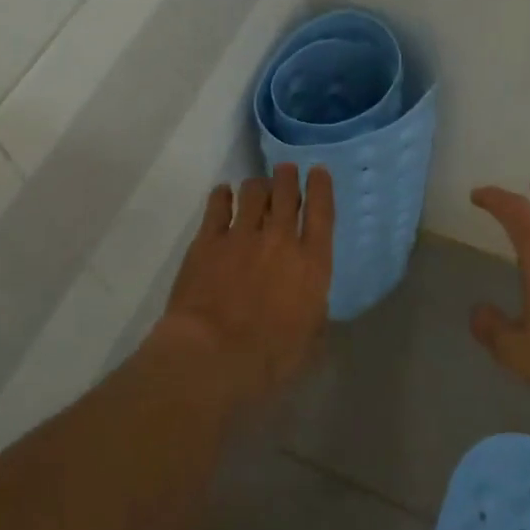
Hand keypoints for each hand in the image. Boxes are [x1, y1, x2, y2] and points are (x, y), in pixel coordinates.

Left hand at [158, 163, 333, 405]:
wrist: (212, 355)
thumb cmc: (269, 359)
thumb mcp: (310, 342)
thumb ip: (314, 314)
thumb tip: (311, 305)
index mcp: (312, 262)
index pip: (322, 212)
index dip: (321, 187)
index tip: (318, 171)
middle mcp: (280, 239)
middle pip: (287, 193)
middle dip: (288, 177)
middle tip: (286, 170)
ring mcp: (242, 235)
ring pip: (253, 192)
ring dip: (258, 185)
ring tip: (257, 185)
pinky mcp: (208, 241)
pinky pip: (218, 206)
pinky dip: (222, 195)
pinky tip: (223, 194)